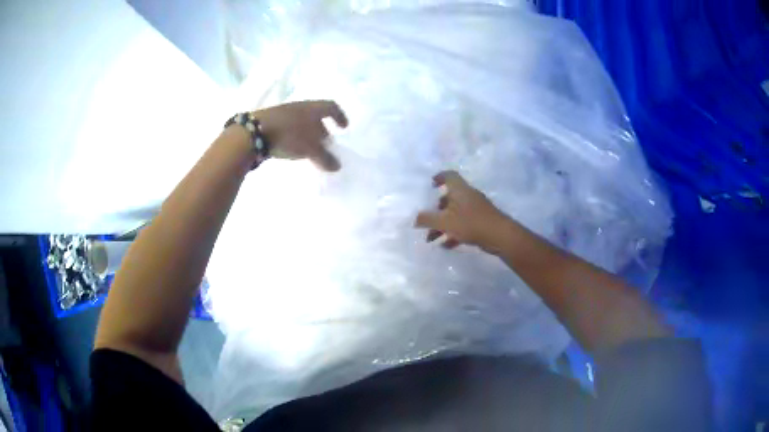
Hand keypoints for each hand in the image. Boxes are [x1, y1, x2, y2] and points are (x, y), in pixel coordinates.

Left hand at [253, 100, 348, 171]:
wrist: (253, 132)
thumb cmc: (289, 136)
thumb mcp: (310, 149)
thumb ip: (325, 158)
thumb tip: (337, 166)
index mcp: (313, 108)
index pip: (331, 107)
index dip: (339, 116)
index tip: (344, 127)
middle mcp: (300, 107)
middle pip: (316, 115)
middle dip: (323, 128)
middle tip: (325, 143)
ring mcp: (284, 112)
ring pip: (302, 121)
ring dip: (308, 133)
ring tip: (309, 148)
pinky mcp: (271, 121)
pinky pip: (289, 126)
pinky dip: (295, 135)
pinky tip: (292, 147)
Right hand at [415, 171, 510, 251]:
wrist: (500, 236)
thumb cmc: (471, 223)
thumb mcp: (444, 222)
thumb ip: (427, 219)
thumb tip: (415, 219)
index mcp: (460, 190)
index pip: (449, 176)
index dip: (439, 177)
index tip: (431, 184)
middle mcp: (468, 196)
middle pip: (450, 198)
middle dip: (436, 210)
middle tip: (427, 220)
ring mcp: (476, 209)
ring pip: (455, 213)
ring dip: (442, 225)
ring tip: (431, 239)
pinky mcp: (481, 222)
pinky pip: (463, 224)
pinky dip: (453, 233)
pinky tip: (446, 245)